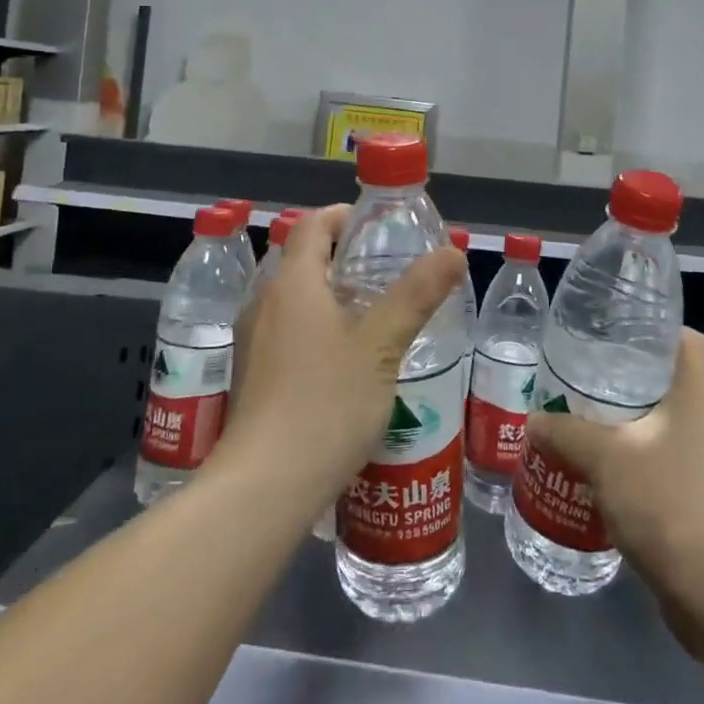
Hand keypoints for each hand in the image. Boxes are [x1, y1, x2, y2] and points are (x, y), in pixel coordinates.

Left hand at [218, 204, 462, 516]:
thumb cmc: (326, 403)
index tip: (375, 227)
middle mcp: (264, 302)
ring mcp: (251, 340)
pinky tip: (342, 362)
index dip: (342, 216)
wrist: (264, 487)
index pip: (312, 225)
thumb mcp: (381, 346)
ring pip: (292, 299)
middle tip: (385, 273)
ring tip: (371, 316)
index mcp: (292, 282)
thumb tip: (453, 251)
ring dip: (328, 296)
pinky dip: (313, 327)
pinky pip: (284, 331)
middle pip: (301, 260)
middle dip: (341, 258)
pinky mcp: (250, 375)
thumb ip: (416, 295)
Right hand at [524, 329, 703, 657]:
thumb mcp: (604, 458)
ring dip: (638, 430)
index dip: (660, 333)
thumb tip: (535, 421)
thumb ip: (566, 432)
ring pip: (675, 431)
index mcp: (701, 396)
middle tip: (590, 383)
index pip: (692, 343)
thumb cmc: (669, 502)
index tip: (620, 337)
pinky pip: (677, 471)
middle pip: (678, 385)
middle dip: (635, 383)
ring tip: (593, 431)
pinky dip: (647, 469)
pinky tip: (612, 484)